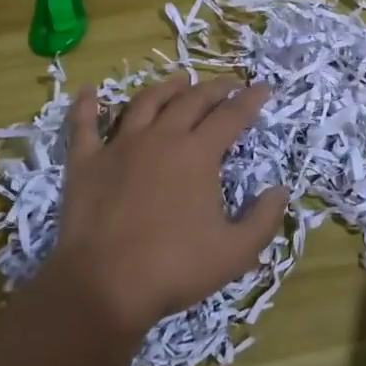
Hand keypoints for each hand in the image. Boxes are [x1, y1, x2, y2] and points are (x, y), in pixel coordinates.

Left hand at [50, 75, 287, 334]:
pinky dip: (86, 105)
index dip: (250, 99)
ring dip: (165, 88)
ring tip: (179, 81)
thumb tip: (281, 190)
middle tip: (228, 83)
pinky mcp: (85, 162)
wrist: (104, 284)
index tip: (263, 87)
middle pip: (191, 101)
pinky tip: (89, 91)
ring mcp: (119, 146)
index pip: (231, 116)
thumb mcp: (235, 252)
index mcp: (198, 154)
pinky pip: (84, 125)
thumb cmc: (175, 267)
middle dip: (214, 88)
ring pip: (145, 103)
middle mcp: (161, 138)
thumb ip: (264, 219)